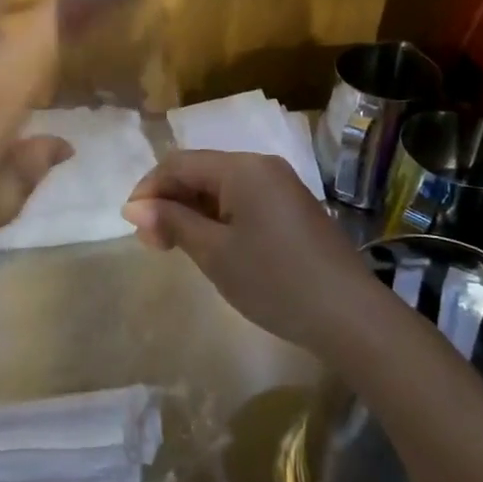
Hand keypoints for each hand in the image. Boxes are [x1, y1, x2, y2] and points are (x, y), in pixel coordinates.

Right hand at [122, 150, 373, 354]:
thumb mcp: (214, 253)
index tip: (131, 225)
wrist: (351, 317)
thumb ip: (172, 222)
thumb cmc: (275, 281)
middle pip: (200, 172)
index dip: (149, 189)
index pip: (179, 164)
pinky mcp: (292, 209)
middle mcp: (262, 166)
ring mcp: (281, 186)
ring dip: (192, 211)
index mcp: (242, 168)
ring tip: (175, 247)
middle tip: (152, 243)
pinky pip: (243, 201)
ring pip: (220, 187)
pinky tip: (211, 245)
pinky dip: (218, 218)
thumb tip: (133, 207)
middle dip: (170, 201)